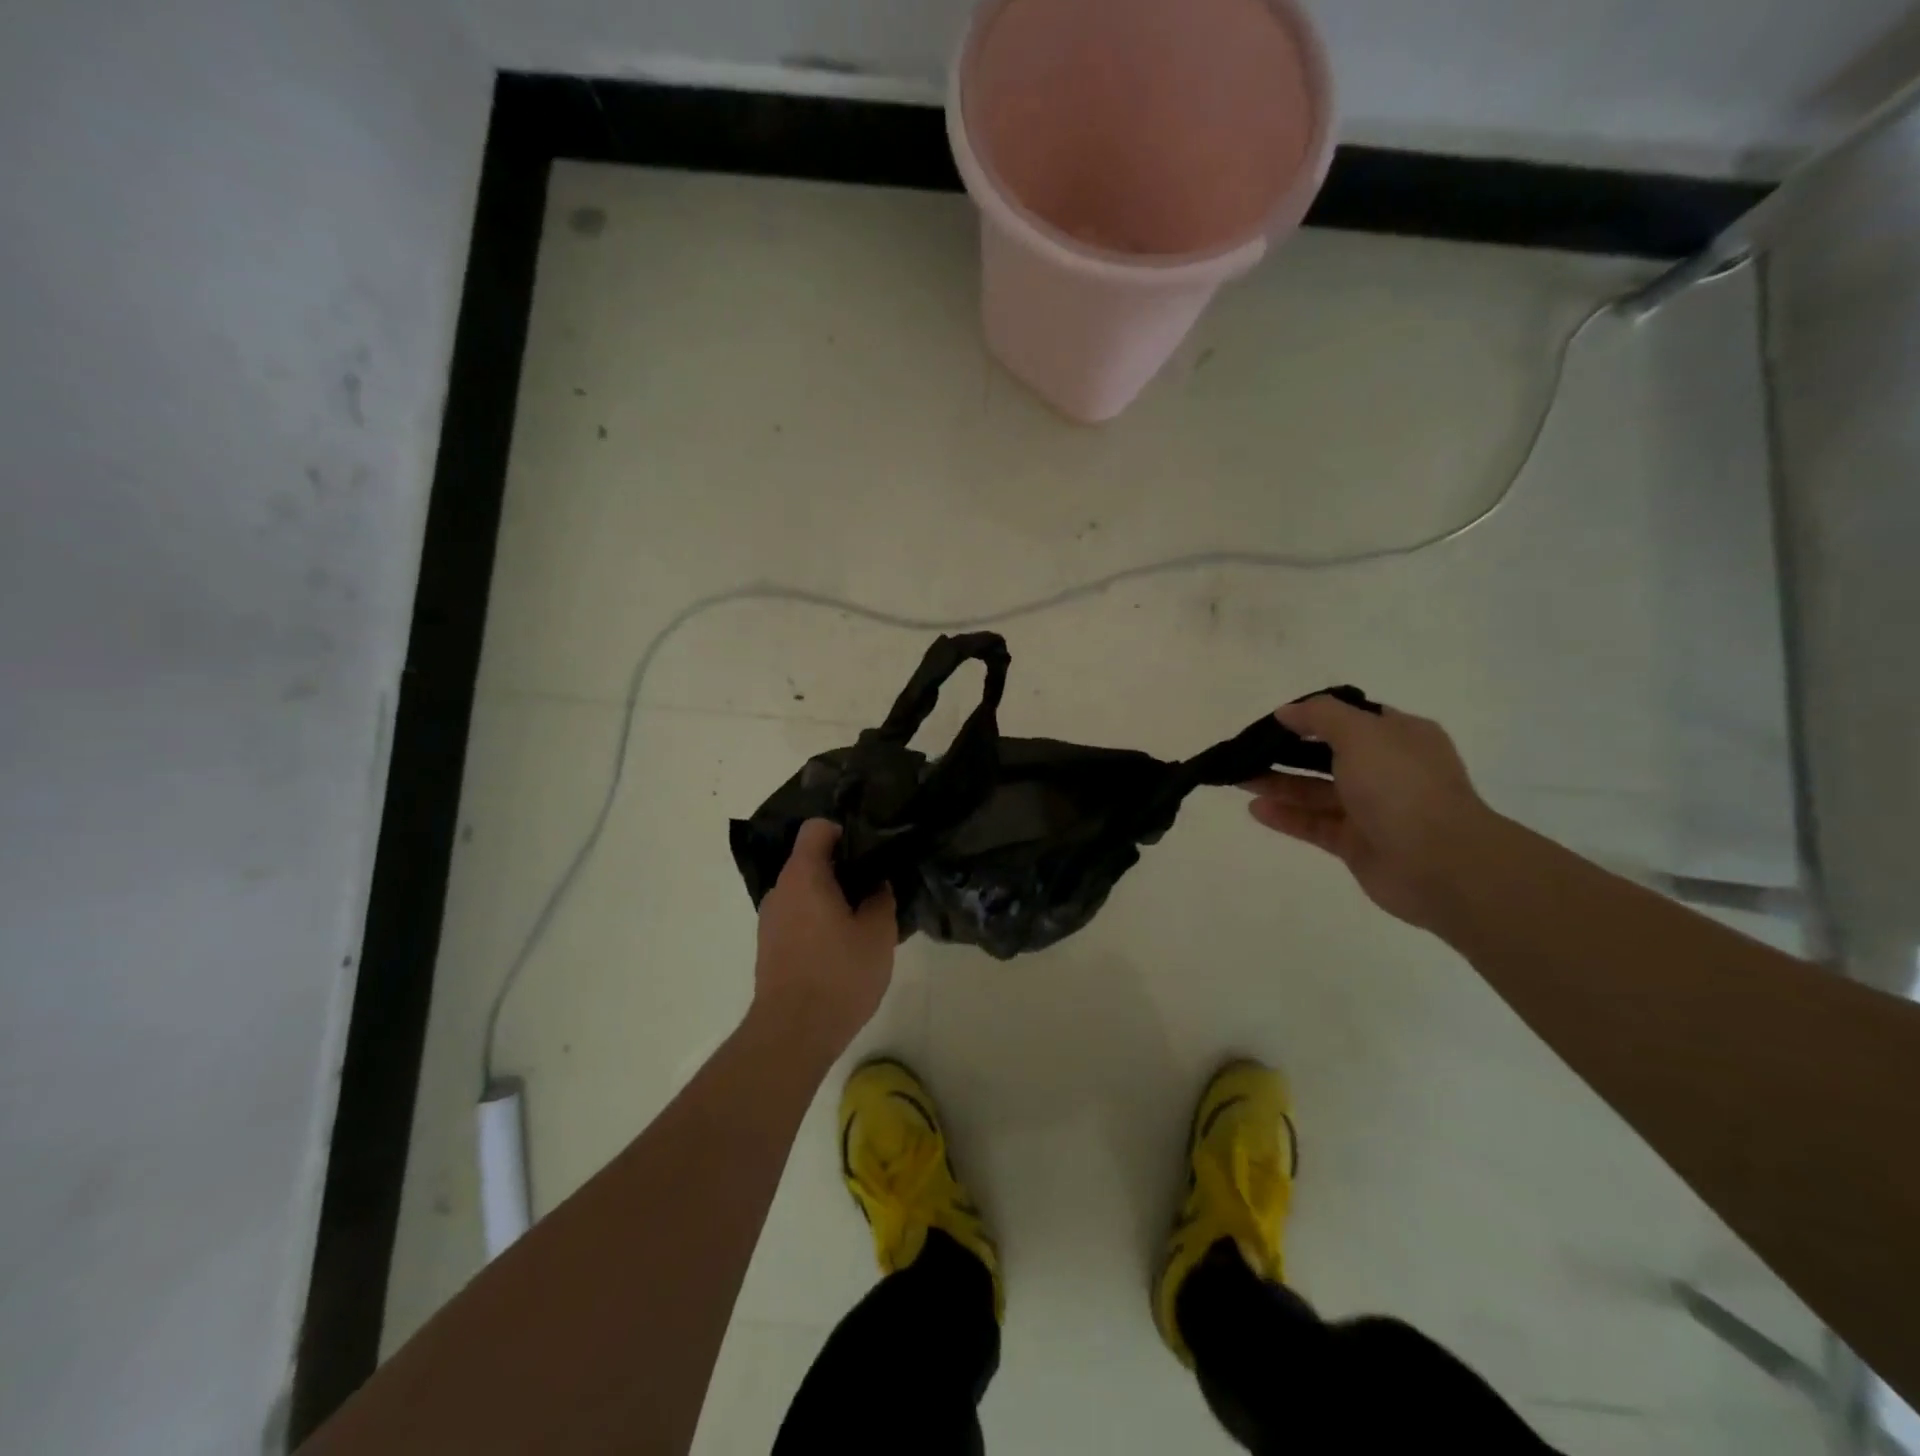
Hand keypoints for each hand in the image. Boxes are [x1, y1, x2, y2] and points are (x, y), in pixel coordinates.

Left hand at [752, 819, 897, 1059]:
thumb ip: (881, 898)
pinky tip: (843, 946)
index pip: (817, 828)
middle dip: (843, 868)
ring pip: (804, 891)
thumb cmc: (838, 975)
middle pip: (810, 860)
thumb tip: (877, 883)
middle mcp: (780, 890)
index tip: (869, 851)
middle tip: (876, 887)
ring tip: (863, 920)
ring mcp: (771, 919)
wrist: (793, 1033)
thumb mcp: (878, 933)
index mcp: (804, 875)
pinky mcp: (770, 946)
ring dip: (831, 897)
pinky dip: (818, 920)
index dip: (844, 831)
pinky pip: (797, 916)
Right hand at [1243, 698, 1502, 929]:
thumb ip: (1321, 716)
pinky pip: (1314, 824)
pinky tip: (1255, 809)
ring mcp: (1373, 810)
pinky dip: (1286, 816)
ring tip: (1238, 779)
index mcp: (1400, 737)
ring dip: (1279, 784)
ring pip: (1317, 792)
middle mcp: (1388, 770)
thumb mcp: (1362, 734)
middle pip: (1328, 756)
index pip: (1352, 719)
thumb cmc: (1402, 786)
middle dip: (1287, 752)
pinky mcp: (1357, 844)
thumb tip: (1288, 711)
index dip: (1313, 717)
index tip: (1275, 721)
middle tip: (1246, 752)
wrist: (1440, 863)